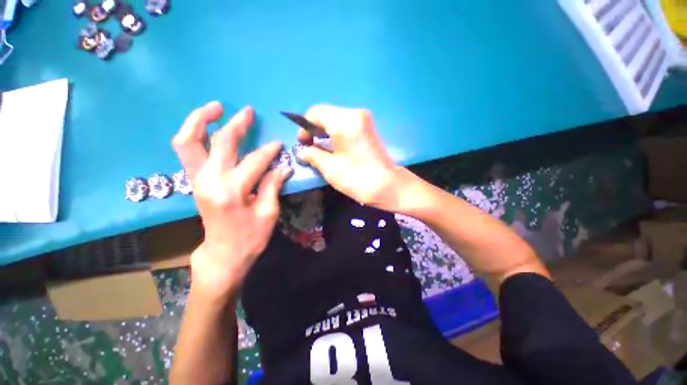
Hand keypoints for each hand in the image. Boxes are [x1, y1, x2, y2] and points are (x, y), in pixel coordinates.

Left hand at [172, 102, 291, 295]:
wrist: (223, 253)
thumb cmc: (250, 237)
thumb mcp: (268, 213)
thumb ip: (273, 185)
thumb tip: (283, 166)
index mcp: (232, 191)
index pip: (255, 161)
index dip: (270, 151)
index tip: (279, 146)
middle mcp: (209, 181)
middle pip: (220, 142)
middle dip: (236, 124)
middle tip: (247, 111)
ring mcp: (197, 179)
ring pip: (188, 141)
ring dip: (200, 120)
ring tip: (215, 107)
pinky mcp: (194, 181)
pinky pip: (187, 151)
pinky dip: (194, 134)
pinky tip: (207, 127)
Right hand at [296, 105, 409, 210]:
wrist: (388, 186)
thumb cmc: (357, 178)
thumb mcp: (329, 168)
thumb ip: (312, 155)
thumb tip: (302, 151)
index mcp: (344, 121)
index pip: (315, 113)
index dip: (304, 127)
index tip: (303, 144)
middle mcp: (355, 113)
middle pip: (326, 113)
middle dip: (314, 128)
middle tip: (310, 147)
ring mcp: (364, 119)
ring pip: (335, 118)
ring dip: (324, 130)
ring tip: (320, 148)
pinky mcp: (368, 128)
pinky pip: (345, 124)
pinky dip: (335, 132)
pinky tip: (333, 146)